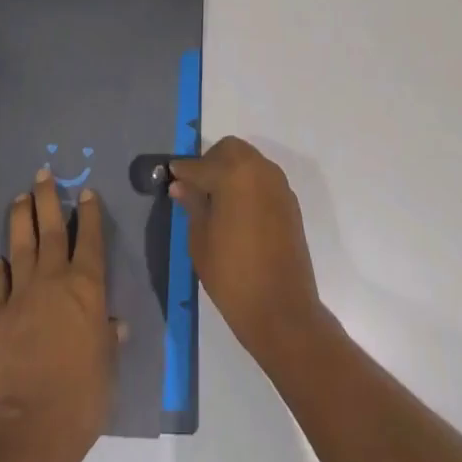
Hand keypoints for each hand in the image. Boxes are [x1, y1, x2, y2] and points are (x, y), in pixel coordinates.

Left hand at [0, 169, 120, 461]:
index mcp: (87, 287)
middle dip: (48, 198)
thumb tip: (113, 324)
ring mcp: (22, 294)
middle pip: (51, 228)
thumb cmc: (82, 398)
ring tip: (19, 197)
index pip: (90, 238)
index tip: (86, 191)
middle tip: (43, 173)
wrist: (30, 428)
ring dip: (21, 218)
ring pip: (21, 244)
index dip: (89, 213)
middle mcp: (54, 279)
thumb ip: (107, 339)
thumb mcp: (107, 367)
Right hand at [169, 136, 327, 367]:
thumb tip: (181, 184)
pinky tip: (238, 212)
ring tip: (217, 202)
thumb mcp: (201, 240)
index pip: (200, 165)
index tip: (171, 178)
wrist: (283, 311)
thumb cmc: (233, 276)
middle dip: (210, 162)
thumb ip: (192, 204)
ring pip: (248, 162)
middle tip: (197, 189)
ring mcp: (278, 185)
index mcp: (234, 173)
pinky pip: (263, 180)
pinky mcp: (290, 202)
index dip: (183, 172)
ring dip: (231, 171)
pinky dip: (247, 185)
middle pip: (229, 150)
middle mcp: (259, 169)